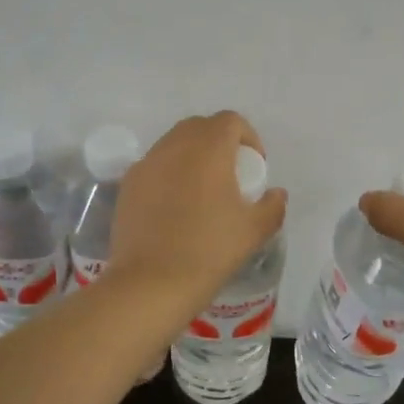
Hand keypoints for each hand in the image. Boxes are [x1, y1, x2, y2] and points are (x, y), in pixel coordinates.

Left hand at [109, 112, 287, 309]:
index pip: (230, 120)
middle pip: (200, 126)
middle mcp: (174, 146)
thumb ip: (272, 206)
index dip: (248, 136)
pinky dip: (169, 173)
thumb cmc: (209, 250)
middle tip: (230, 174)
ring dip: (192, 155)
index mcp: (209, 149)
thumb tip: (276, 194)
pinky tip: (174, 206)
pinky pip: (154, 165)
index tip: (254, 166)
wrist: (151, 282)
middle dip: (218, 141)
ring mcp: (147, 163)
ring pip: (173, 143)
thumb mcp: (254, 231)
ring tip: (202, 190)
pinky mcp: (127, 184)